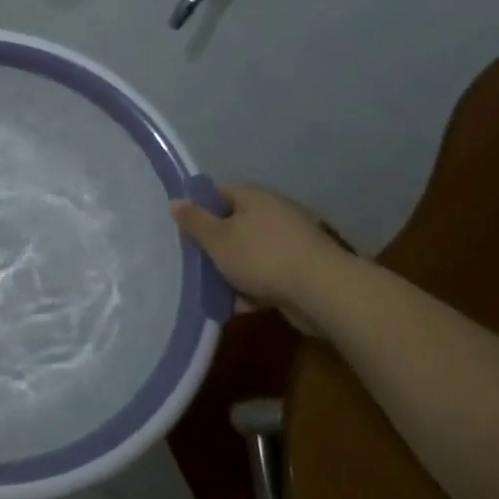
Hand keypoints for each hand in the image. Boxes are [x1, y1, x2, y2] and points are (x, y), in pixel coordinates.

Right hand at [171, 184, 350, 331]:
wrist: (322, 291)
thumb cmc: (260, 256)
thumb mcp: (216, 238)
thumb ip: (193, 220)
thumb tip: (176, 201)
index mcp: (255, 197)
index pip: (219, 193)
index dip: (200, 210)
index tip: (187, 231)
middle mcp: (276, 212)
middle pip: (235, 224)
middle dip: (216, 245)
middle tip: (198, 262)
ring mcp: (294, 240)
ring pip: (252, 251)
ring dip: (235, 269)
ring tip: (216, 290)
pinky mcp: (305, 267)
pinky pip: (270, 273)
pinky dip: (256, 286)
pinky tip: (242, 304)